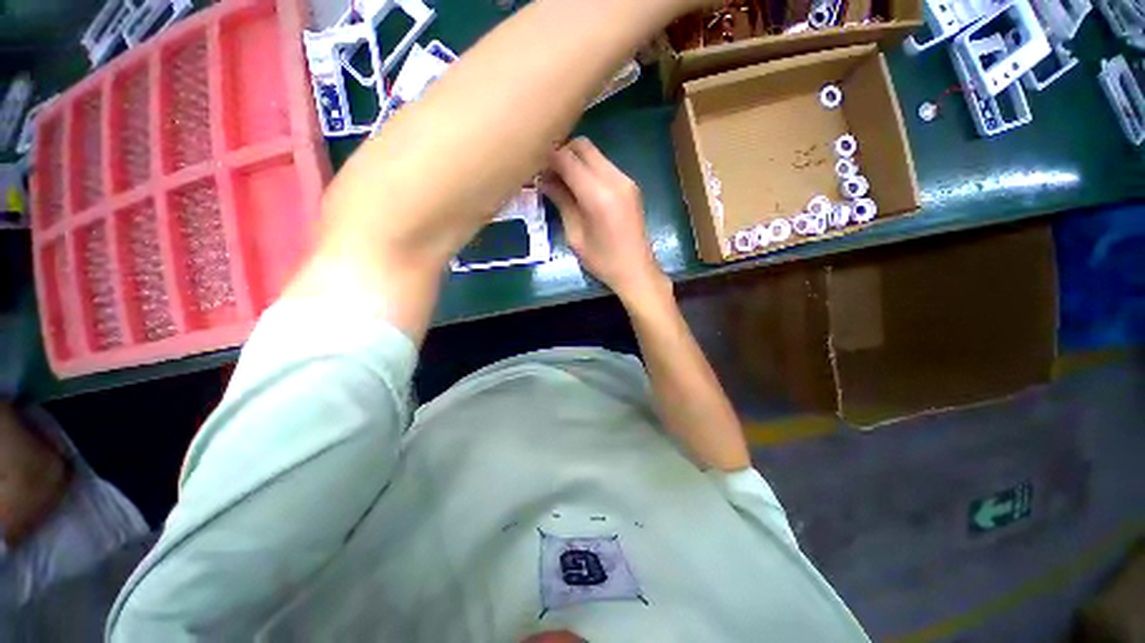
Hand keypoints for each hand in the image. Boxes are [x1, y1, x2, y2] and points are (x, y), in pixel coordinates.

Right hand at [542, 138, 668, 302]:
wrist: (636, 270)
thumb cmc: (603, 261)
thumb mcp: (575, 235)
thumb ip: (561, 202)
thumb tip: (544, 180)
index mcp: (598, 194)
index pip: (567, 158)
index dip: (547, 158)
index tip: (534, 167)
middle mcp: (614, 179)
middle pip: (583, 146)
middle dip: (562, 154)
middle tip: (548, 174)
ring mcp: (625, 180)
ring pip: (595, 154)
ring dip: (576, 161)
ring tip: (562, 182)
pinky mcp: (631, 185)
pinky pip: (604, 166)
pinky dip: (589, 169)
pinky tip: (580, 189)